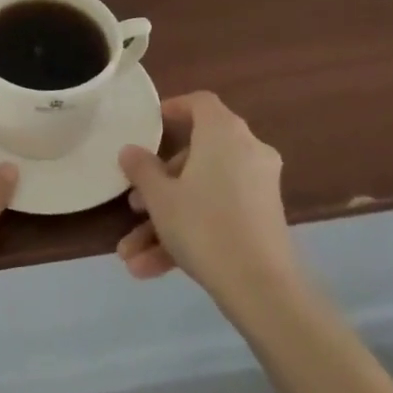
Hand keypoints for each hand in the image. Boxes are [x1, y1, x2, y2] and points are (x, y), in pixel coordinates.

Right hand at [114, 91, 295, 300]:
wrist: (262, 289)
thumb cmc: (204, 225)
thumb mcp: (160, 197)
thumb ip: (141, 169)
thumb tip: (130, 150)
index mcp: (223, 133)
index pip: (200, 103)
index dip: (174, 109)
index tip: (150, 126)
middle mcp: (247, 151)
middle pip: (196, 155)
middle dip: (159, 183)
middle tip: (135, 204)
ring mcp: (258, 187)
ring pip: (202, 193)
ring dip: (166, 220)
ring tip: (131, 254)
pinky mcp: (262, 220)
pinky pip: (218, 215)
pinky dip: (188, 235)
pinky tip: (150, 270)